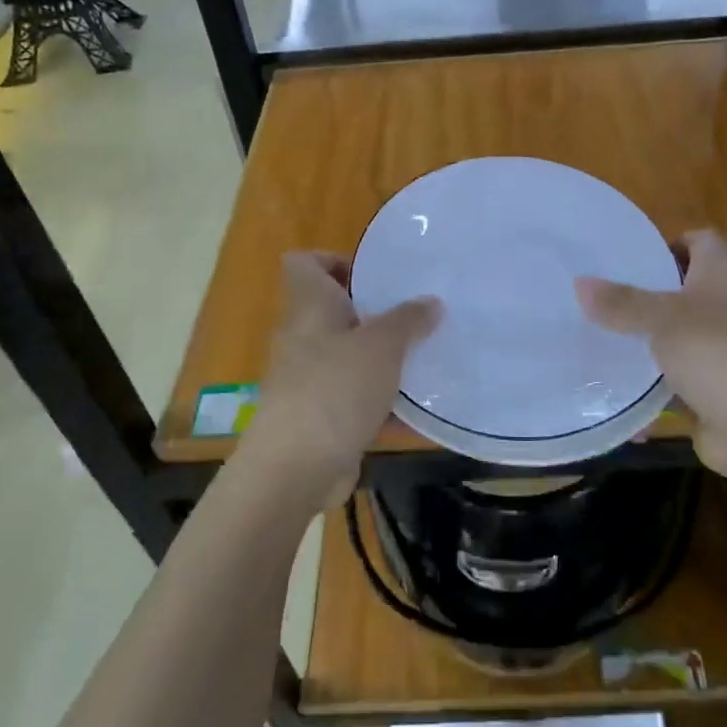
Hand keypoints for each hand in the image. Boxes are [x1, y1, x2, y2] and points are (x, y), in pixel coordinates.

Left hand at [236, 252, 439, 507]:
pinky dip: (382, 402)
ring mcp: (308, 379)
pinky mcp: (320, 416)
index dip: (335, 260)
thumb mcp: (382, 345)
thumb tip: (430, 302)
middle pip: (335, 310)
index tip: (376, 275)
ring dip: (383, 359)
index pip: (305, 263)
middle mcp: (303, 338)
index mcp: (310, 307)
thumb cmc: (335, 388)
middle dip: (376, 313)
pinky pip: (355, 398)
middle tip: (417, 315)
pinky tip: (420, 409)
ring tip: (426, 358)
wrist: (296, 467)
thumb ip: (408, 320)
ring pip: (349, 356)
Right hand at [576, 230, 726, 481]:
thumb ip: (622, 303)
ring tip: (594, 337)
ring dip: (642, 342)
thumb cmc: (717, 355)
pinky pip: (670, 382)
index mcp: (721, 278)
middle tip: (598, 296)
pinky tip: (611, 391)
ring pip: (673, 338)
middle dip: (642, 294)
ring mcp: (718, 353)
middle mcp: (723, 310)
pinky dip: (646, 387)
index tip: (629, 255)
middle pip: (682, 290)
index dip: (670, 242)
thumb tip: (580, 283)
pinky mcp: (708, 391)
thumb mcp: (663, 320)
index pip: (701, 242)